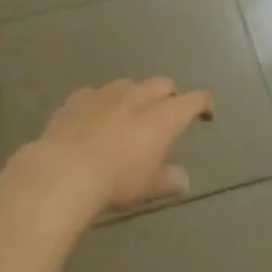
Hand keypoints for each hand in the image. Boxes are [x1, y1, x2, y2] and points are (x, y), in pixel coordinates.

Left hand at [20, 79, 213, 216]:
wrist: (65, 172)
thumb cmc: (117, 180)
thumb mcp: (150, 187)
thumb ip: (170, 179)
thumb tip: (183, 179)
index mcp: (164, 116)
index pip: (194, 99)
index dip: (203, 104)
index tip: (206, 114)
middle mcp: (139, 96)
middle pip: (163, 84)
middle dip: (169, 95)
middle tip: (166, 115)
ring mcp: (107, 93)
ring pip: (129, 84)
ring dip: (135, 95)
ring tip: (130, 114)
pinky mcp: (79, 98)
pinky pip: (95, 93)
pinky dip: (101, 103)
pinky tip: (95, 117)